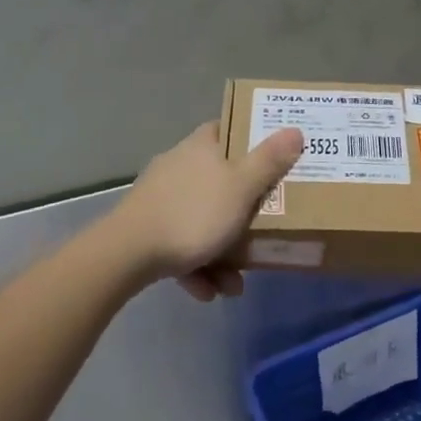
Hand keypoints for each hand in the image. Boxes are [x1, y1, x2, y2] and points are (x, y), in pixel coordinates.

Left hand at [111, 121, 304, 299]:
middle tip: (262, 227)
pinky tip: (208, 291)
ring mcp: (159, 198)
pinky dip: (197, 266)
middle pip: (219, 179)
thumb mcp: (241, 187)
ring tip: (235, 284)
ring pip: (201, 218)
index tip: (273, 156)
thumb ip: (269, 161)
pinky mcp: (145, 228)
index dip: (251, 139)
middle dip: (242, 211)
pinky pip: (181, 244)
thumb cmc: (193, 213)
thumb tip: (295, 130)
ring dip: (221, 251)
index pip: (227, 129)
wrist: (126, 254)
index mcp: (200, 147)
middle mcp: (178, 166)